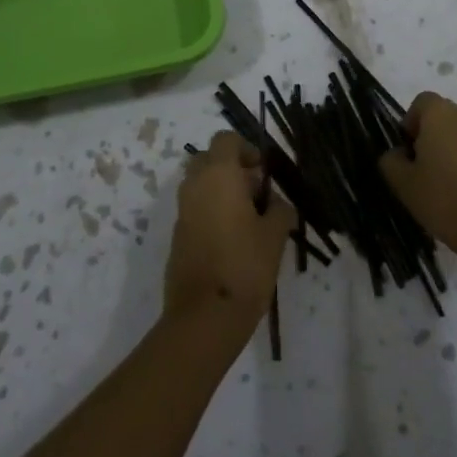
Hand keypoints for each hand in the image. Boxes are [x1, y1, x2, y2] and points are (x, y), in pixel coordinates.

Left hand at [165, 132, 297, 329]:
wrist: (204, 317)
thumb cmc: (244, 266)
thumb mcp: (274, 236)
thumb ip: (279, 210)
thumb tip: (277, 203)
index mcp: (218, 174)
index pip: (226, 139)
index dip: (246, 148)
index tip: (262, 171)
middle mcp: (195, 184)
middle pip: (209, 159)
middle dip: (231, 168)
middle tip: (254, 193)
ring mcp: (182, 210)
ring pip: (200, 184)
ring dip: (220, 191)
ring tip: (247, 220)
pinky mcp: (177, 235)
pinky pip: (194, 209)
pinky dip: (210, 212)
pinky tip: (231, 240)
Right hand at [378, 92, 456, 263]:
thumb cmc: (445, 198)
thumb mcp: (404, 183)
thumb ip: (391, 161)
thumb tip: (397, 154)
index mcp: (440, 113)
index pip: (420, 103)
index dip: (410, 124)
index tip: (407, 152)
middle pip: (442, 117)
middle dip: (429, 137)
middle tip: (421, 170)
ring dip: (450, 152)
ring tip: (443, 186)